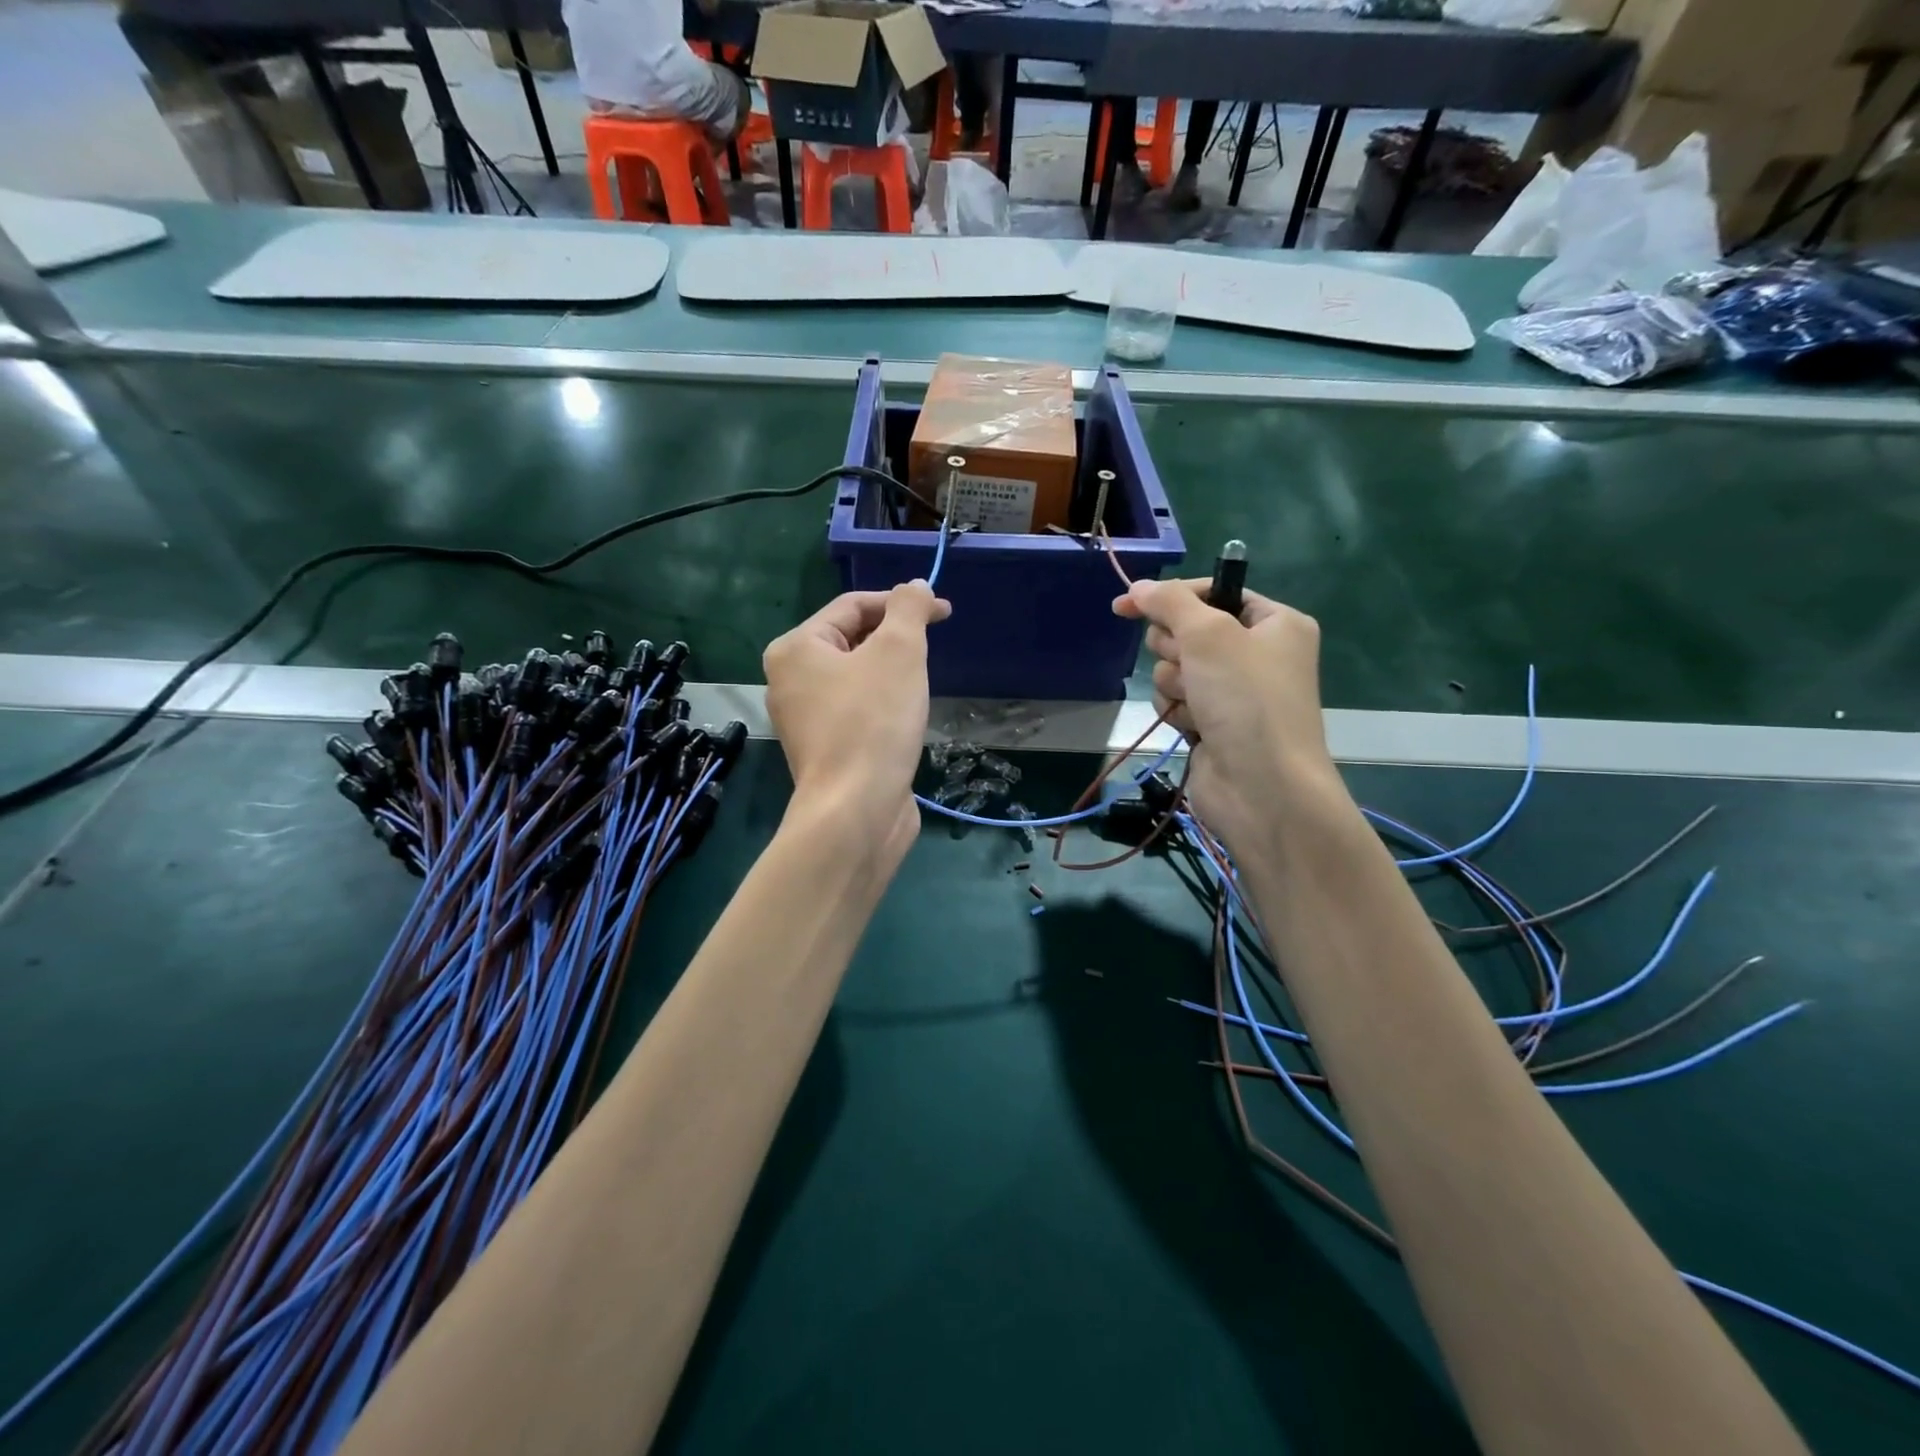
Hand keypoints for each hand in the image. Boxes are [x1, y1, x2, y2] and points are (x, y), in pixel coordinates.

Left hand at [763, 582, 950, 865]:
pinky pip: (857, 711)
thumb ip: (909, 609)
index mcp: (795, 649)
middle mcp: (790, 680)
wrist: (856, 811)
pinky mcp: (824, 750)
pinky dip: (883, 706)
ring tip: (919, 687)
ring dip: (892, 674)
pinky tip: (904, 720)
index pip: (852, 605)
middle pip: (852, 640)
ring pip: (857, 678)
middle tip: (931, 652)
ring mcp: (804, 720)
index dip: (901, 602)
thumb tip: (916, 586)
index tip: (944, 613)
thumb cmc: (874, 722)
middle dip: (895, 640)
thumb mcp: (899, 652)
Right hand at [1113, 578, 1339, 852]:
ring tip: (1198, 705)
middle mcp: (1258, 654)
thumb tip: (1137, 587)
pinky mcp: (1214, 724)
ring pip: (1176, 669)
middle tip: (1189, 667)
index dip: (1171, 598)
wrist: (1262, 787)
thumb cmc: (1245, 700)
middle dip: (1177, 650)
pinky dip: (1177, 711)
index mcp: (1275, 623)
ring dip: (1176, 685)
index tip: (1127, 605)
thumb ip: (1169, 602)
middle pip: (1188, 631)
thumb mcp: (1209, 635)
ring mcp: (1234, 692)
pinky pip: (1176, 701)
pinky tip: (1194, 727)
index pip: (1213, 592)